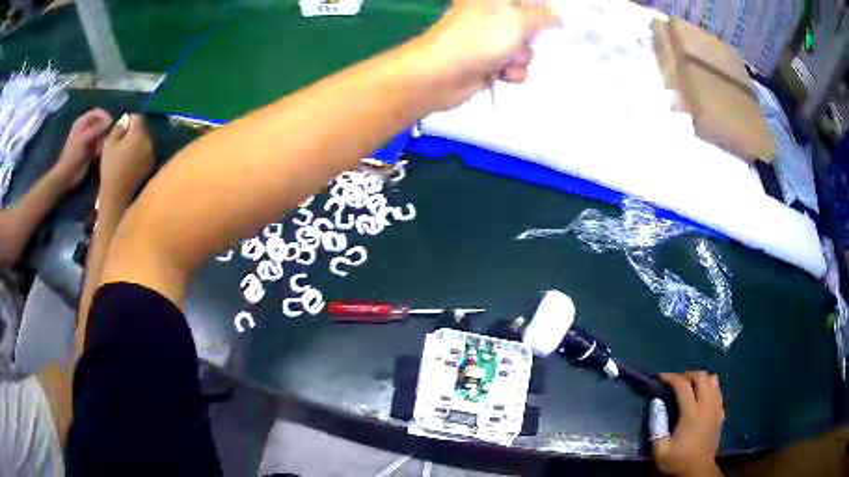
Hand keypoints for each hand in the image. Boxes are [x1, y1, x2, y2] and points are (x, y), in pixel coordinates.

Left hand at [51, 109, 112, 189]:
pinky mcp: (91, 150)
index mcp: (83, 121)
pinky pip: (100, 145)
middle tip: (110, 136)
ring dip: (105, 138)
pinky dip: (103, 147)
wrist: (67, 176)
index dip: (105, 116)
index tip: (110, 124)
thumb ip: (97, 128)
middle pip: (101, 122)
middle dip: (106, 128)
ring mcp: (89, 140)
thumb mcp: (84, 139)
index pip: (98, 112)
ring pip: (102, 134)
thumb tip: (111, 121)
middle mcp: (86, 128)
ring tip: (105, 145)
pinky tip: (102, 152)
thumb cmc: (73, 155)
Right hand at [99, 114, 154, 204]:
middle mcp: (149, 141)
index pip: (137, 118)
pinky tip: (130, 164)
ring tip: (125, 154)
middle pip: (142, 129)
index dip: (128, 121)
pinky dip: (139, 155)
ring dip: (137, 144)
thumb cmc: (110, 168)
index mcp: (139, 133)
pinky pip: (146, 154)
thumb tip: (125, 120)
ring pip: (145, 142)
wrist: (118, 197)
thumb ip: (118, 128)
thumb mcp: (109, 144)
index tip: (120, 130)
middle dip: (133, 132)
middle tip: (121, 142)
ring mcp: (152, 154)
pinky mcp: (152, 167)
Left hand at [421, 0, 558, 109]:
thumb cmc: (477, 40)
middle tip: (523, 38)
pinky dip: (512, 72)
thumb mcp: (516, 21)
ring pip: (524, 48)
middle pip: (529, 24)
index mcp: (493, 1)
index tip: (552, 18)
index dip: (540, 9)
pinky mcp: (489, 62)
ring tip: (505, 59)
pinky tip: (500, 74)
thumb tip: (558, 12)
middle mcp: (492, 17)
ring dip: (521, 57)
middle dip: (531, 36)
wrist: (441, 75)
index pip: (525, 3)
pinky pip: (515, 66)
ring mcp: (489, 40)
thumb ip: (541, 16)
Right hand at [651, 372, 723, 476]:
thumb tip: (656, 403)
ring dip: (701, 379)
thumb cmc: (678, 460)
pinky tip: (702, 397)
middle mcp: (707, 405)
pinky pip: (718, 391)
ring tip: (690, 386)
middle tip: (676, 381)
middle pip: (702, 377)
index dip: (671, 378)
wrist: (698, 470)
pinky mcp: (721, 413)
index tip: (661, 377)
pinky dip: (710, 388)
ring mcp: (716, 408)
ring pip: (713, 381)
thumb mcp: (660, 449)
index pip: (683, 385)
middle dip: (688, 374)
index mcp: (691, 412)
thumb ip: (657, 425)